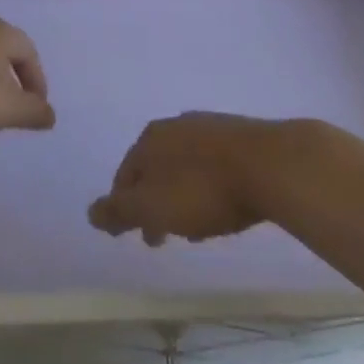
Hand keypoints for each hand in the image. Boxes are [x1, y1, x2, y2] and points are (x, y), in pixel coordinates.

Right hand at [88, 112, 288, 244]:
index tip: (135, 235)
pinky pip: (213, 166)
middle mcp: (174, 126)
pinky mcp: (241, 135)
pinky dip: (208, 187)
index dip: (125, 207)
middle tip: (163, 237)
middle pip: (154, 170)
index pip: (124, 176)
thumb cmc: (204, 189)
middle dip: (154, 202)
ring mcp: (209, 127)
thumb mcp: (152, 207)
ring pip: (184, 167)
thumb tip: (90, 213)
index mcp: (148, 140)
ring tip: (196, 228)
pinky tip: (223, 206)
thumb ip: (119, 210)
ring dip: (182, 196)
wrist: (273, 165)